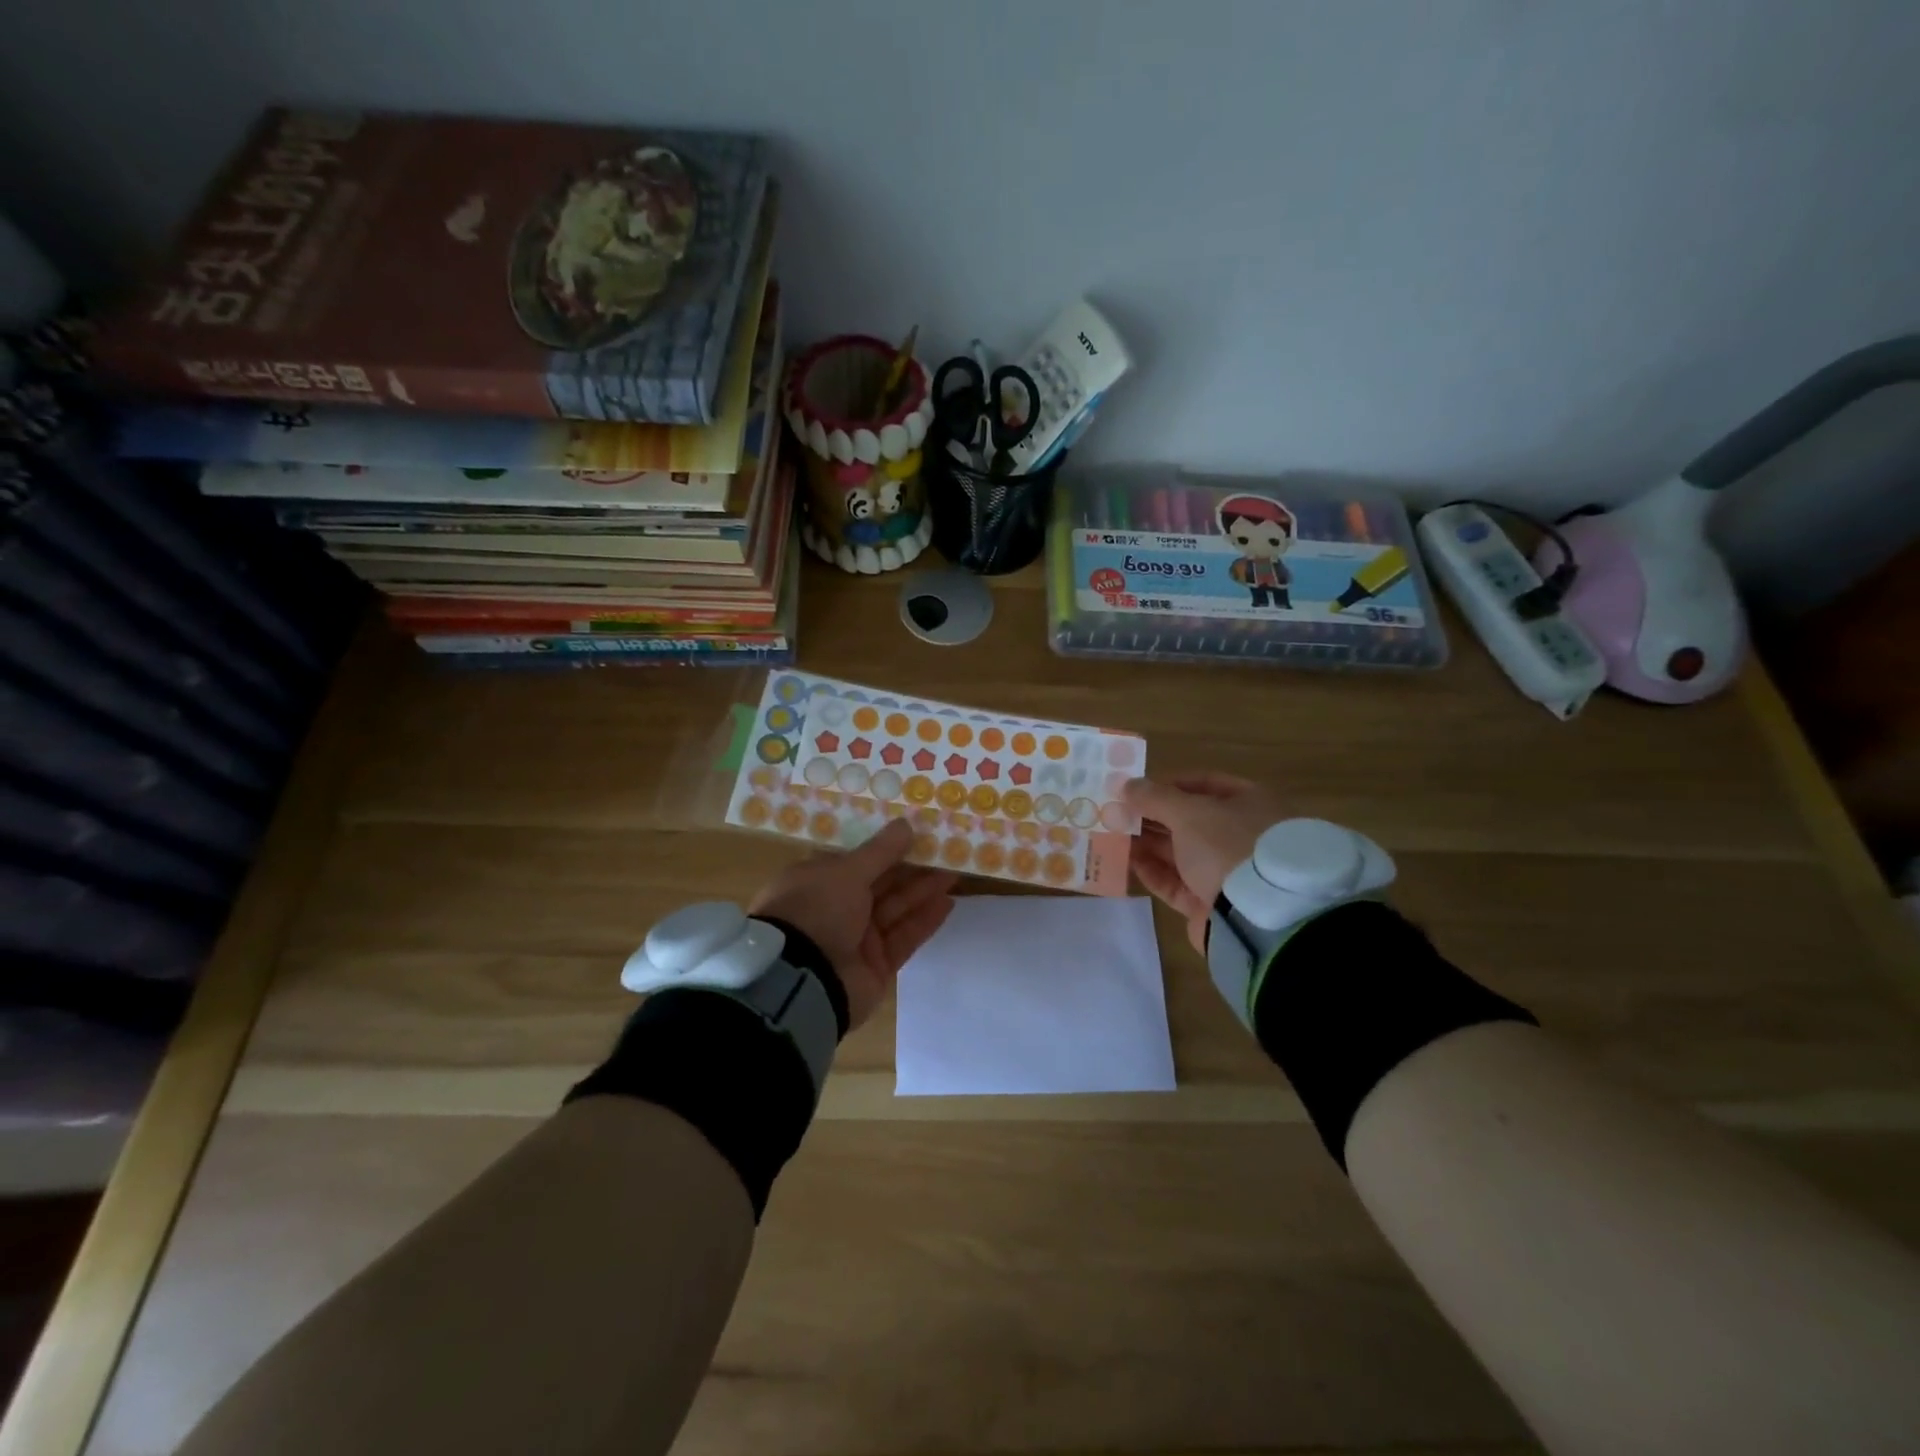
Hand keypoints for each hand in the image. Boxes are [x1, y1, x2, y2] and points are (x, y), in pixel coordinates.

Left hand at [748, 817, 957, 1028]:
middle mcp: (835, 909)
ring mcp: (856, 939)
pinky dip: (924, 920)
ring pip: (896, 909)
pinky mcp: (877, 965)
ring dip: (923, 891)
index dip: (886, 848)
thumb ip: (881, 850)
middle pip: (880, 885)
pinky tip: (947, 903)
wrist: (802, 980)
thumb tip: (906, 824)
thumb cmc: (816, 909)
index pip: (856, 861)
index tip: (915, 834)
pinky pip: (904, 937)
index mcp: (818, 882)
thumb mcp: (847, 871)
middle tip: (943, 851)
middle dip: (911, 868)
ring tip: (954, 871)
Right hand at [1124, 773, 1285, 952]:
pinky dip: (1154, 872)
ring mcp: (1227, 872)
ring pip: (1181, 852)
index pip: (1204, 784)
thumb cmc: (1227, 847)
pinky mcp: (1211, 903)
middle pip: (1189, 820)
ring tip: (1114, 836)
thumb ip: (1154, 797)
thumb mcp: (1189, 812)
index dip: (1169, 784)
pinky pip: (1178, 883)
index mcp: (1249, 804)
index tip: (1136, 789)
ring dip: (1148, 843)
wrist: (1256, 917)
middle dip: (1153, 816)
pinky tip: (1129, 862)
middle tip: (1118, 813)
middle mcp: (1241, 835)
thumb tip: (1126, 784)